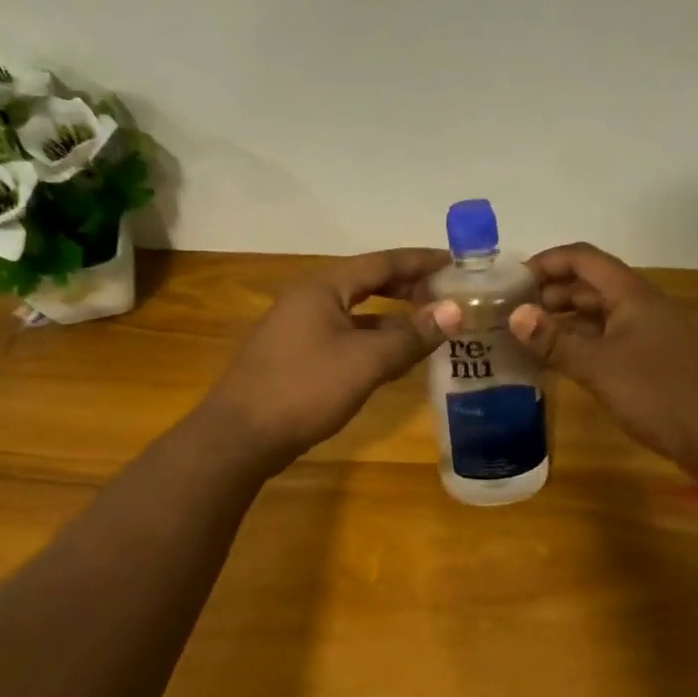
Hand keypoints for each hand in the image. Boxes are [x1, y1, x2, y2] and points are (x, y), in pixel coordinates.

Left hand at [205, 248, 453, 465]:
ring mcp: (299, 328)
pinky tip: (393, 359)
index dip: (421, 261)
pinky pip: (344, 336)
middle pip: (368, 282)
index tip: (456, 262)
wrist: (241, 435)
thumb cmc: (305, 388)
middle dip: (408, 287)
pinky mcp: (296, 356)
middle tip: (447, 294)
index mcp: (324, 287)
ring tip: (429, 326)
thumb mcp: (366, 361)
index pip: (382, 262)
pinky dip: (373, 341)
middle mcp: (310, 298)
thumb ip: (411, 335)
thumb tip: (454, 310)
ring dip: (392, 317)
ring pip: (356, 313)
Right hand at [509, 243, 697, 475]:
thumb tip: (514, 315)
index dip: (546, 262)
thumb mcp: (600, 367)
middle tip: (510, 313)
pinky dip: (579, 344)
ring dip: (562, 320)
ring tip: (524, 336)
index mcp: (631, 294)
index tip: (511, 282)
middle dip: (549, 292)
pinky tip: (556, 361)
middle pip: (588, 284)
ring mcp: (646, 334)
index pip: (582, 259)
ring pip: (596, 315)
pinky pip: (606, 341)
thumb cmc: (661, 392)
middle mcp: (638, 306)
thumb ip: (556, 342)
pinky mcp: (649, 362)